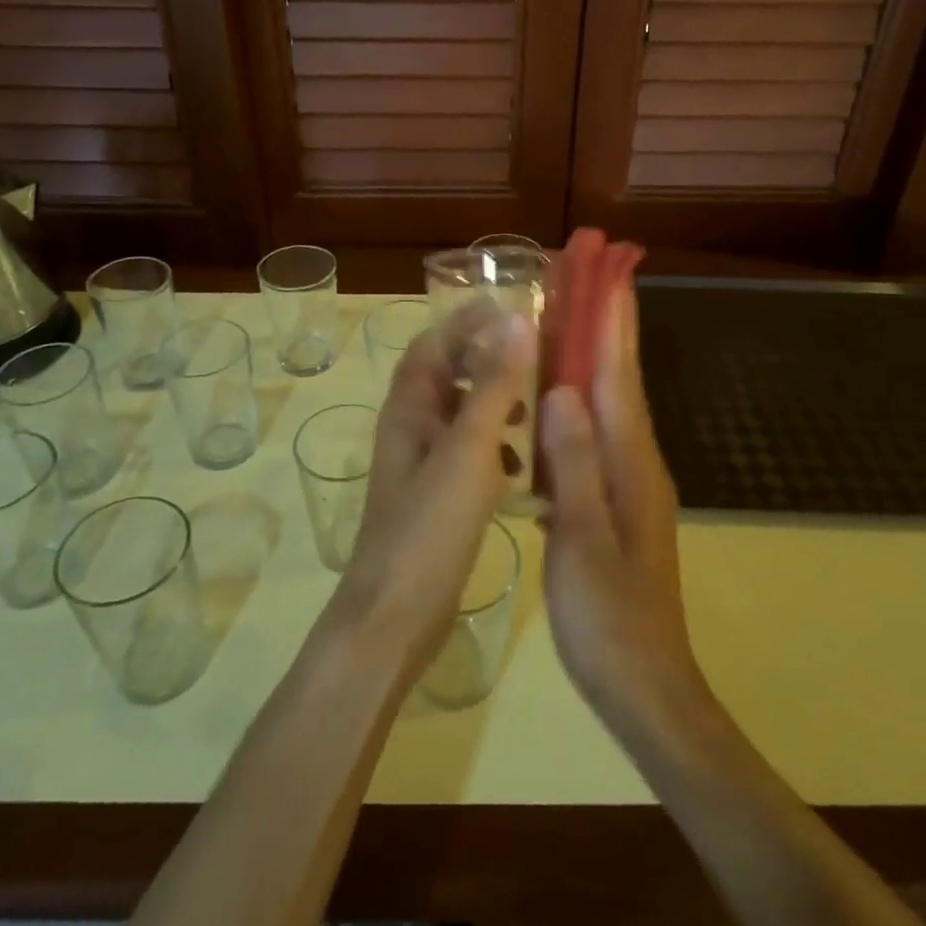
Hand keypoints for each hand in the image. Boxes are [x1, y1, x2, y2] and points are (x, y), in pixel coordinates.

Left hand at [332, 299, 534, 674]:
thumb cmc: (429, 525)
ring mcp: (420, 465)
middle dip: (485, 360)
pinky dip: (493, 449)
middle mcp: (410, 428)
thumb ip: (493, 385)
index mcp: (409, 407)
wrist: (394, 615)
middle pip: (446, 375)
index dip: (466, 322)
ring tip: (531, 411)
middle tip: (531, 358)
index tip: (511, 309)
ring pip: (459, 416)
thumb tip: (516, 321)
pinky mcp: (434, 498)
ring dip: (492, 404)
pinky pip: (466, 455)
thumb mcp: (468, 448)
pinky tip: (520, 470)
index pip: (433, 344)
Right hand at [538, 286, 708, 736]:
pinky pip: (591, 435)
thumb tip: (564, 389)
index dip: (612, 322)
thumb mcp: (584, 539)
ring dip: (589, 359)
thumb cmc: (609, 617)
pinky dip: (574, 404)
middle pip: (617, 379)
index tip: (608, 271)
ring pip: (605, 405)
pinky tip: (550, 403)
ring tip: (560, 322)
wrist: (644, 686)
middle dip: (603, 326)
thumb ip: (576, 463)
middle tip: (580, 280)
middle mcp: (635, 460)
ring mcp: (627, 482)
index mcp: (630, 462)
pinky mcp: (613, 501)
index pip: (618, 375)